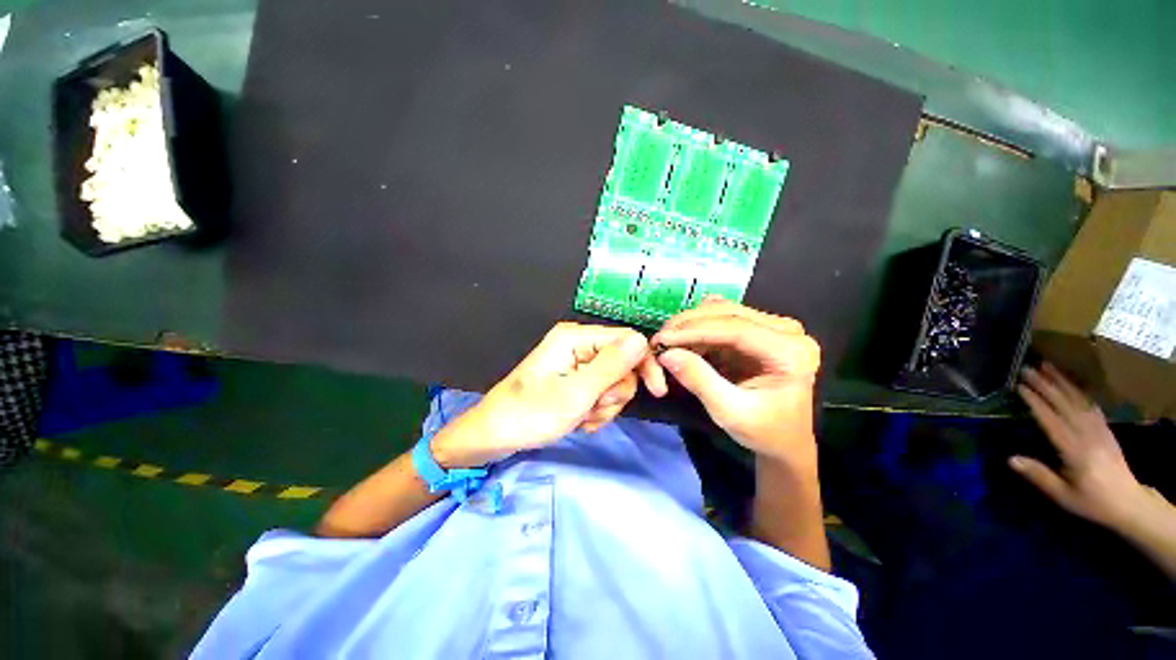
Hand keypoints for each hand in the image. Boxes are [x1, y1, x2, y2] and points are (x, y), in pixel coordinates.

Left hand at [431, 322, 667, 467]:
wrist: (494, 437)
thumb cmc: (530, 415)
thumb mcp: (576, 394)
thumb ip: (611, 366)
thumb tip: (643, 339)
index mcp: (575, 339)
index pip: (629, 341)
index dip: (646, 365)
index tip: (657, 393)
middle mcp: (576, 346)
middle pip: (623, 365)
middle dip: (614, 394)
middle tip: (592, 409)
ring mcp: (573, 366)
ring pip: (613, 384)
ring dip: (604, 407)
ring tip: (580, 419)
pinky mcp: (570, 383)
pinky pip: (598, 395)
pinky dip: (594, 412)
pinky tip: (578, 423)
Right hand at [651, 298, 820, 465]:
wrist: (787, 443)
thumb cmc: (764, 433)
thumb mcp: (730, 413)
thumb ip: (701, 381)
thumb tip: (666, 354)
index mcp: (791, 352)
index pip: (738, 329)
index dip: (696, 330)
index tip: (662, 338)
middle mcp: (790, 331)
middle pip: (734, 314)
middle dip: (692, 323)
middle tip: (659, 338)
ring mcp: (781, 327)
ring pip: (730, 312)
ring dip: (696, 323)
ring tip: (669, 340)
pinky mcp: (769, 329)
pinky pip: (732, 319)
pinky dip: (706, 328)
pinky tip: (687, 341)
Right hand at [1011, 363, 1151, 529]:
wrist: (1121, 496)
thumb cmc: (1089, 503)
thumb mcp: (1063, 497)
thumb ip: (1039, 476)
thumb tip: (1012, 460)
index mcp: (1071, 447)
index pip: (1049, 418)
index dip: (1034, 400)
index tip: (1019, 385)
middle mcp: (1083, 427)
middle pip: (1061, 400)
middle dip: (1044, 383)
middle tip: (1027, 368)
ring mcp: (1095, 422)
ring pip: (1075, 395)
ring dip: (1059, 379)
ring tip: (1046, 366)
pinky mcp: (1103, 421)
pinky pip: (1087, 399)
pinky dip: (1076, 387)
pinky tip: (1071, 383)